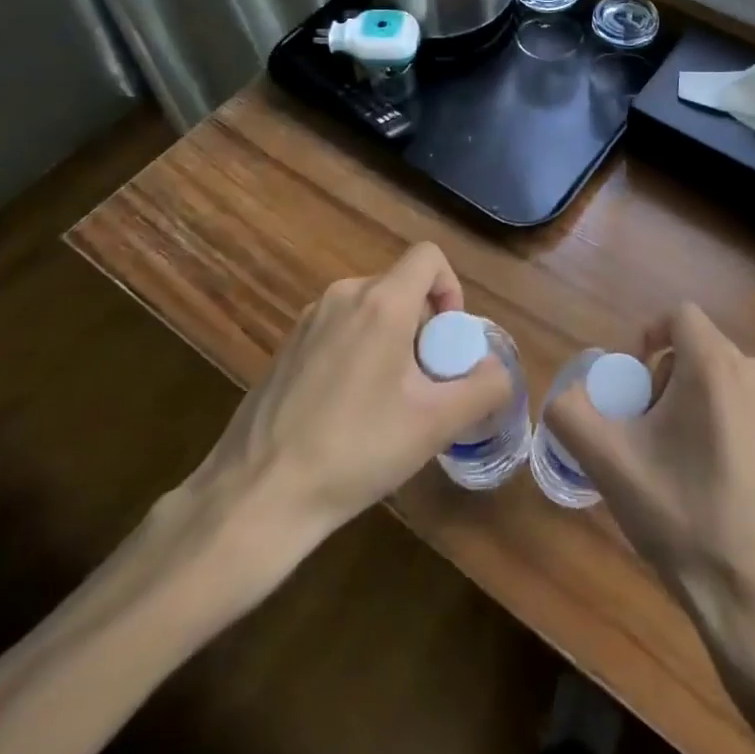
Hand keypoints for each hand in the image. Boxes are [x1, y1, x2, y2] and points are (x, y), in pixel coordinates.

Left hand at [157, 242, 511, 612]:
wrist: (256, 497)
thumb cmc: (355, 451)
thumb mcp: (435, 424)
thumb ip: (484, 388)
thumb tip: (498, 370)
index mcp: (381, 302)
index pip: (429, 257)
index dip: (451, 289)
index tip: (447, 341)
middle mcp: (343, 296)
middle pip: (401, 288)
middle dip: (423, 327)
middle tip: (423, 384)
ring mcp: (308, 321)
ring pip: (370, 310)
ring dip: (392, 342)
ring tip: (387, 402)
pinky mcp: (285, 347)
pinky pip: (340, 331)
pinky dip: (358, 353)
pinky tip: (347, 412)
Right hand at [551, 306, 754, 753]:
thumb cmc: (682, 516)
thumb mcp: (610, 463)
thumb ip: (572, 414)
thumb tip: (564, 396)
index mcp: (716, 364)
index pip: (678, 316)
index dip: (647, 339)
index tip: (632, 386)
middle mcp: (754, 372)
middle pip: (696, 348)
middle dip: (662, 378)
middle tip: (644, 431)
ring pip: (719, 377)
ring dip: (688, 400)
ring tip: (672, 458)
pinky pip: (742, 405)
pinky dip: (716, 420)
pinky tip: (706, 478)